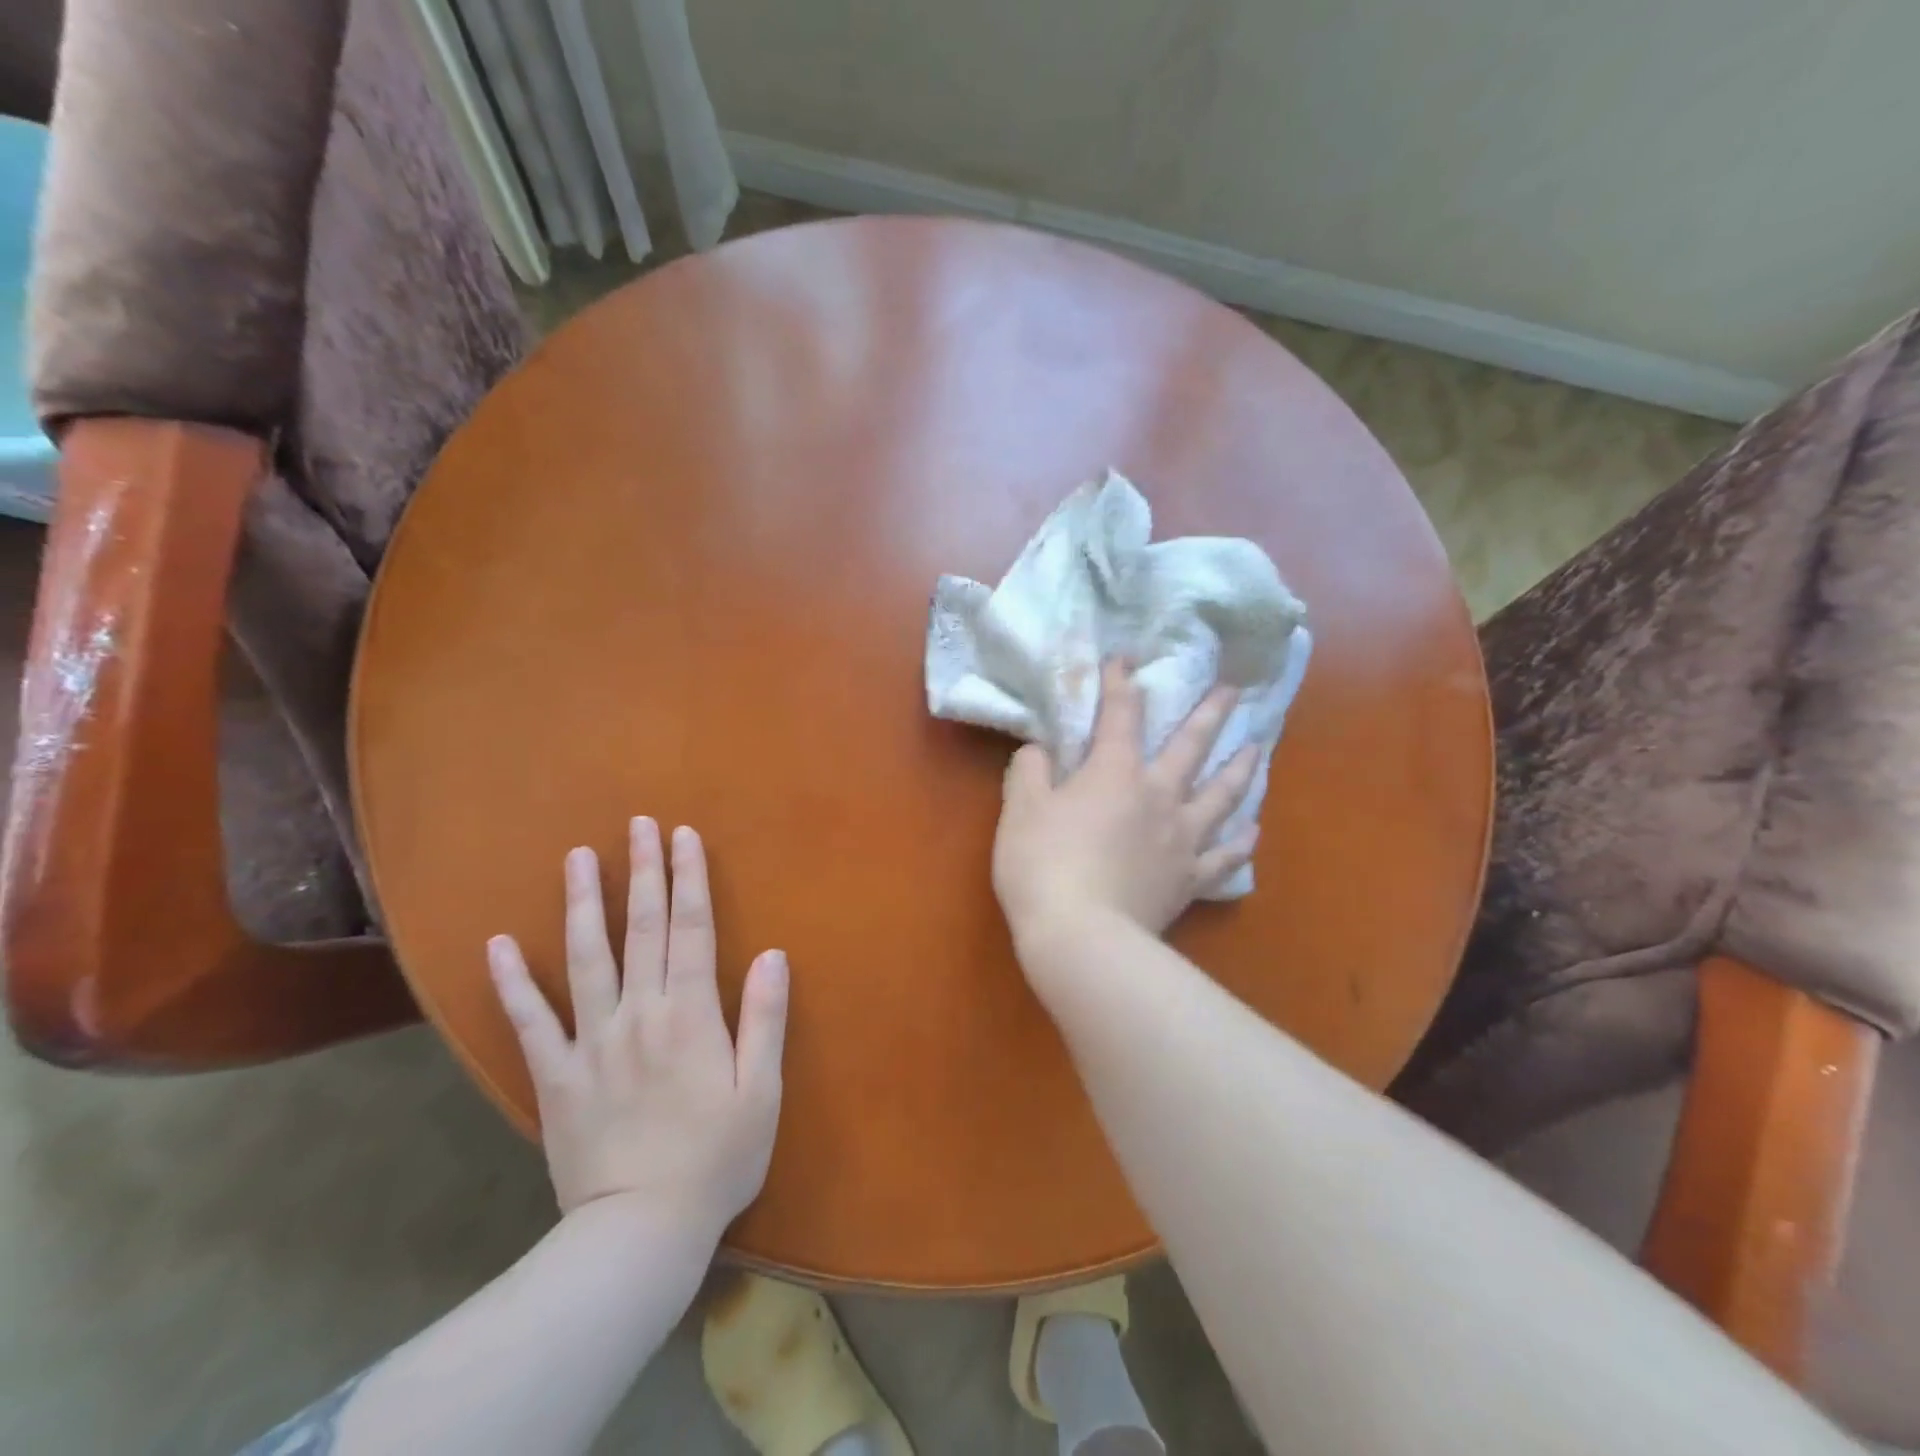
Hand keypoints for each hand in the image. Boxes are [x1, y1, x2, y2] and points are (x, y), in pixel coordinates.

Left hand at [486, 818, 788, 1237]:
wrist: (640, 1232)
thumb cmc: (715, 1159)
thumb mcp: (761, 1091)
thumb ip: (765, 1018)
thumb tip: (774, 954)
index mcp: (691, 1014)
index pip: (693, 929)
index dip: (690, 879)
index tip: (683, 835)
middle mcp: (640, 1012)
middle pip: (644, 929)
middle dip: (644, 872)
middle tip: (638, 824)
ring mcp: (592, 1041)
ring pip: (586, 958)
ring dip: (584, 903)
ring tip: (577, 857)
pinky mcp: (556, 1076)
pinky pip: (530, 1022)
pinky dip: (512, 982)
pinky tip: (496, 944)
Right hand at [993, 660, 1258, 947]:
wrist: (1081, 936)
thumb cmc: (1043, 865)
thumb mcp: (1019, 810)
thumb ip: (1029, 771)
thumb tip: (1039, 751)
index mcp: (1115, 773)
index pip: (1121, 716)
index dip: (1122, 684)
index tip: (1126, 661)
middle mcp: (1158, 796)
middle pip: (1191, 747)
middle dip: (1210, 714)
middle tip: (1233, 691)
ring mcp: (1181, 839)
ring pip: (1221, 796)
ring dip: (1240, 769)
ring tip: (1257, 749)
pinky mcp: (1189, 879)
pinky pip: (1224, 857)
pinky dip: (1240, 844)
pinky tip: (1252, 832)